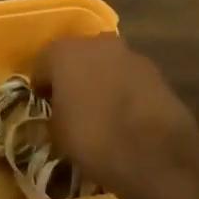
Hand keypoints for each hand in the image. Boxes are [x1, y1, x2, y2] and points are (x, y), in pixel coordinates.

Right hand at [39, 34, 198, 195]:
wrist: (154, 154)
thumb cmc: (92, 138)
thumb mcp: (57, 133)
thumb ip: (53, 114)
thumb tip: (58, 113)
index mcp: (65, 52)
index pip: (43, 63)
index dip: (41, 85)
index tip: (43, 104)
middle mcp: (97, 43)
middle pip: (78, 57)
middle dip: (73, 76)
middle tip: (71, 104)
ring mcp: (131, 55)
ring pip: (106, 65)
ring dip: (101, 81)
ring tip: (100, 111)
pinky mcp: (157, 73)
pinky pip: (129, 78)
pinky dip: (124, 91)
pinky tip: (124, 116)